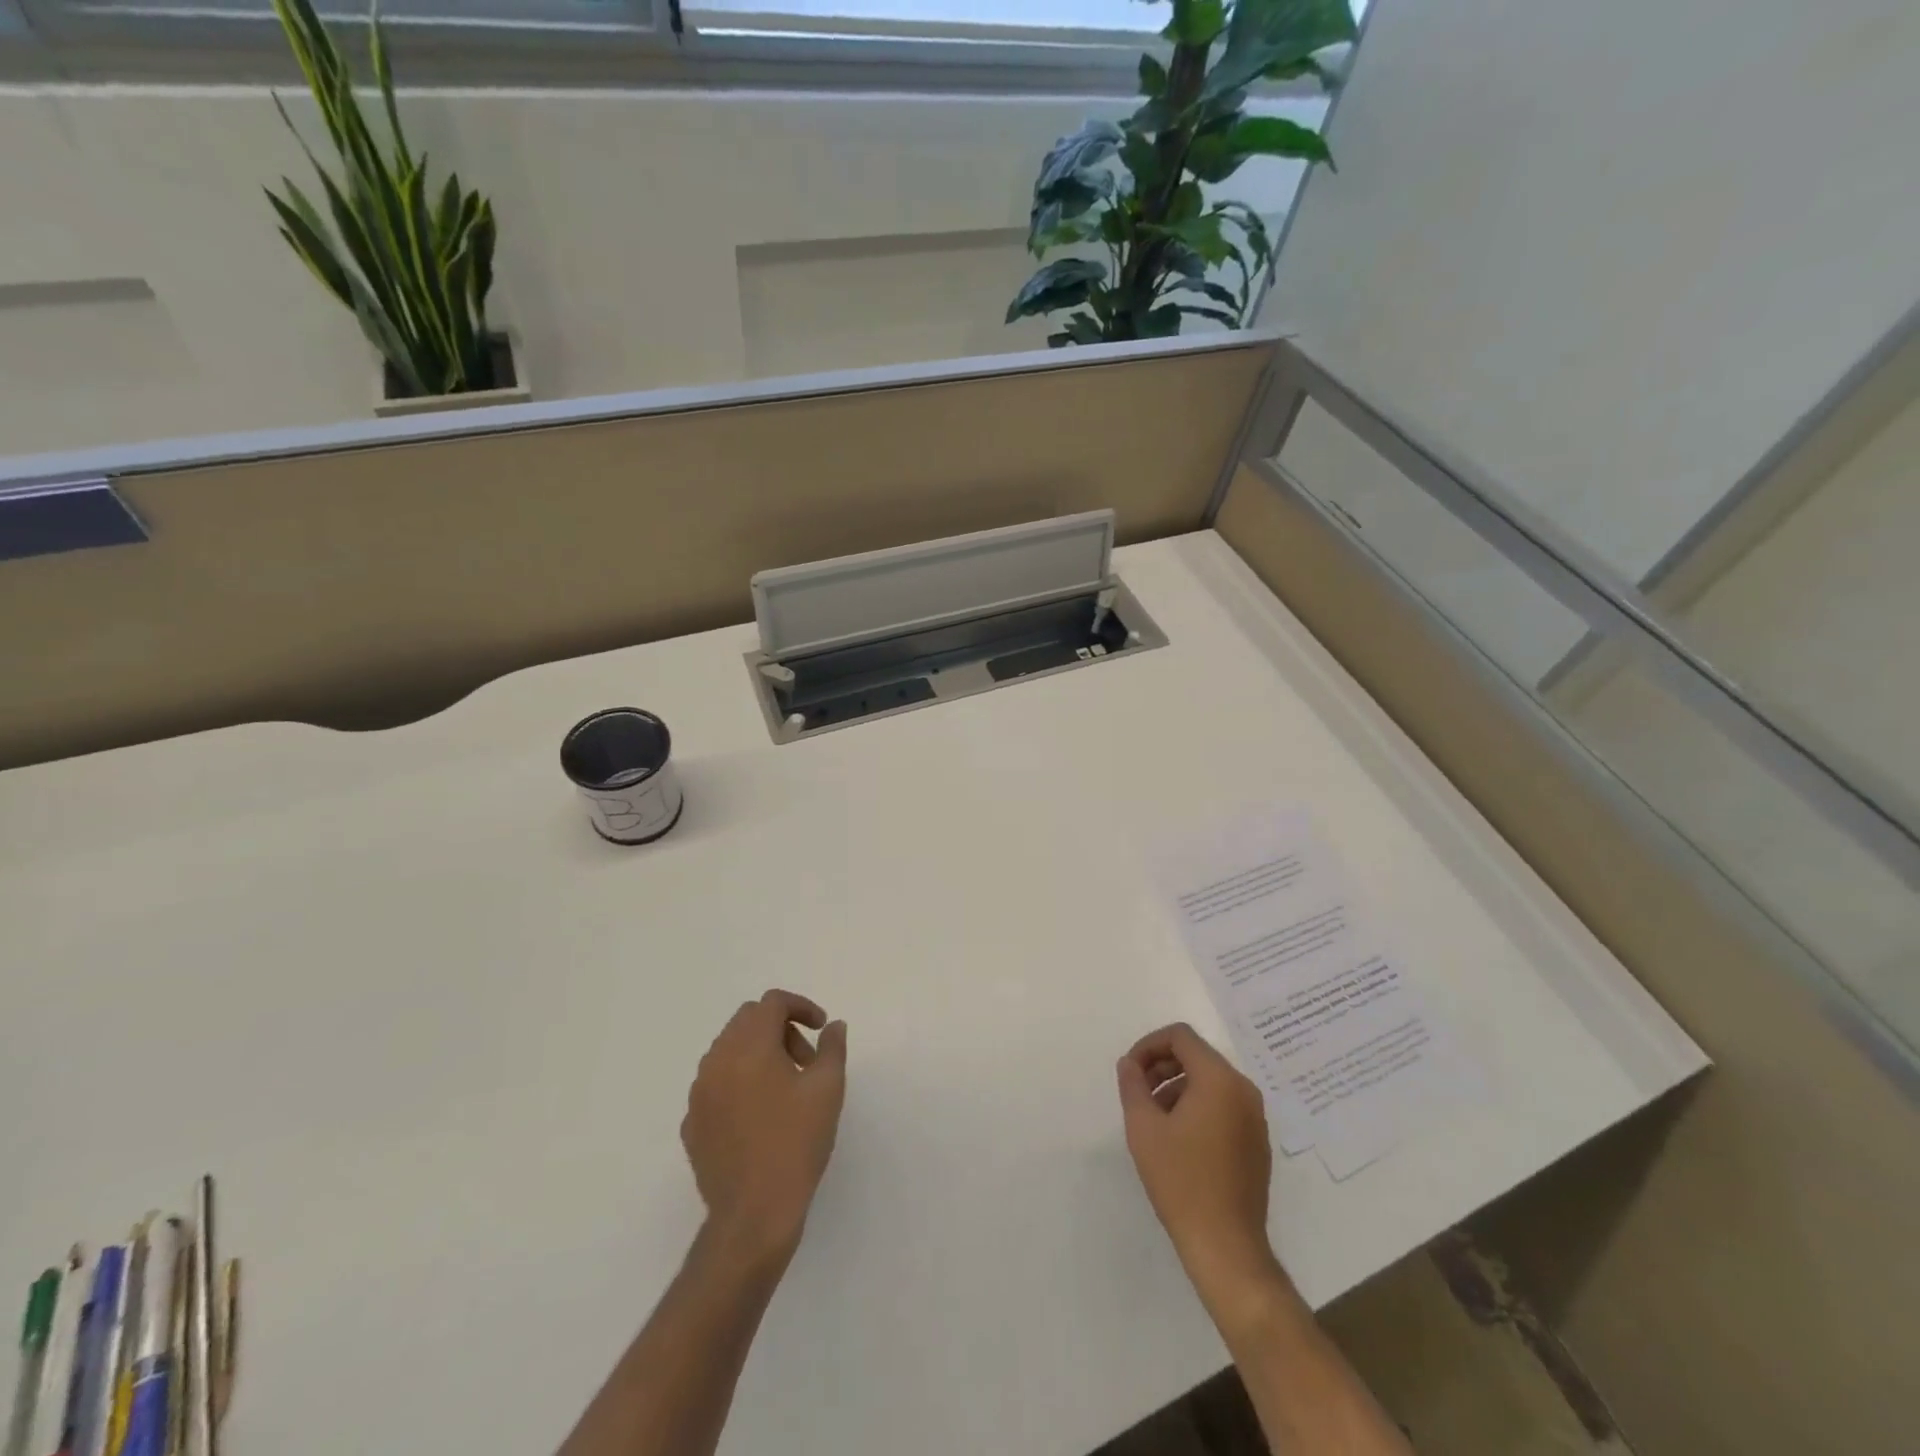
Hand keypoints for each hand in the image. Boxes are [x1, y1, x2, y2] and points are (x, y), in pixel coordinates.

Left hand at [682, 989, 848, 1267]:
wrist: (753, 1214)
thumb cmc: (796, 1143)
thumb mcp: (827, 1089)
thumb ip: (832, 1047)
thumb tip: (832, 1026)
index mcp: (749, 1047)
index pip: (772, 1003)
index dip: (801, 1006)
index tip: (821, 1028)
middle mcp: (717, 1061)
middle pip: (747, 1020)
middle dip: (780, 1028)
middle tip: (806, 1059)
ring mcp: (699, 1093)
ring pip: (728, 1050)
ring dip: (758, 1053)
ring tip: (786, 1088)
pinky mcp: (692, 1123)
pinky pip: (716, 1084)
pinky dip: (739, 1082)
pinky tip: (760, 1114)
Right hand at [1116, 1023, 1281, 1310]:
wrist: (1226, 1246)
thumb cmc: (1181, 1180)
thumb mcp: (1143, 1127)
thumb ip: (1133, 1085)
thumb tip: (1130, 1063)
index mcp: (1219, 1079)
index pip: (1181, 1037)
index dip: (1149, 1045)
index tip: (1130, 1070)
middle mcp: (1243, 1090)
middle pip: (1197, 1056)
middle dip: (1162, 1066)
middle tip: (1138, 1092)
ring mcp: (1255, 1117)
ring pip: (1210, 1081)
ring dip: (1178, 1087)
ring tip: (1154, 1118)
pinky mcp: (1257, 1142)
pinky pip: (1224, 1105)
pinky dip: (1198, 1106)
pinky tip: (1179, 1139)